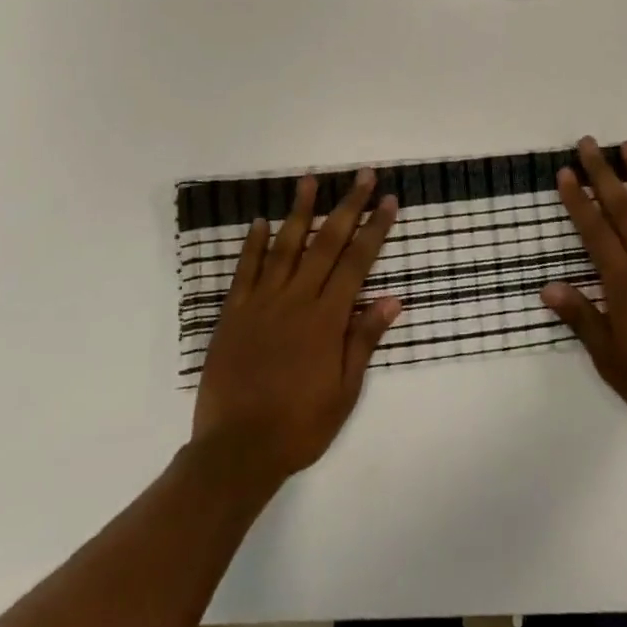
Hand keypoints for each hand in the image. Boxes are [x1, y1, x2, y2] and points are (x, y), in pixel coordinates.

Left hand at [192, 171, 401, 493]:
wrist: (236, 451)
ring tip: (310, 179)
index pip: (357, 262)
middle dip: (348, 205)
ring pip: (284, 246)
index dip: (375, 228)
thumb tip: (392, 299)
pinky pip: (244, 271)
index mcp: (327, 318)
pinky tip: (259, 222)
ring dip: (300, 211)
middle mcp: (297, 300)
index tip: (388, 200)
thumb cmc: (300, 425)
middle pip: (326, 242)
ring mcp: (262, 303)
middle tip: (362, 175)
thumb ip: (364, 340)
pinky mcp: (233, 314)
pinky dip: (252, 244)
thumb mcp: (345, 390)